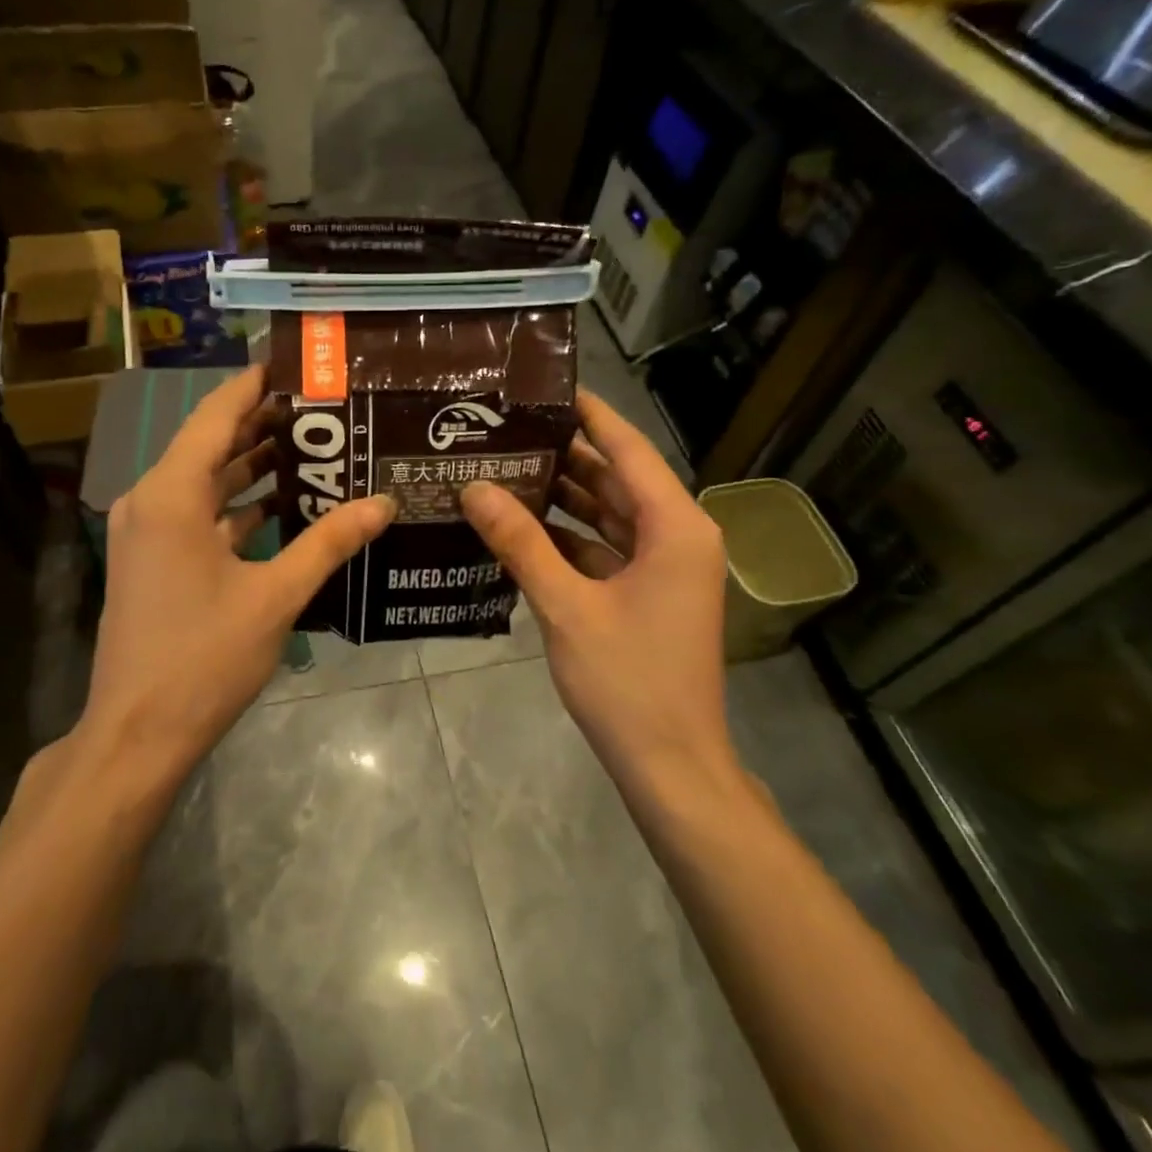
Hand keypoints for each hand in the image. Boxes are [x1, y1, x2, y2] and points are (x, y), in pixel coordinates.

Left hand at [79, 366, 394, 785]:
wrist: (139, 733)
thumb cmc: (204, 657)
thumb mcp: (275, 595)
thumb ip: (328, 542)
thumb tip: (383, 503)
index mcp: (171, 494)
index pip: (215, 415)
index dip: (253, 386)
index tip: (295, 364)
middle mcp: (151, 501)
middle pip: (208, 443)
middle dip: (260, 423)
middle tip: (319, 406)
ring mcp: (148, 533)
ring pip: (203, 481)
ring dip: (250, 465)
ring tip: (310, 447)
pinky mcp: (153, 561)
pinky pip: (197, 515)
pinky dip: (235, 505)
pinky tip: (281, 504)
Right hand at [461, 390, 739, 797]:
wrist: (670, 764)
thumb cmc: (627, 681)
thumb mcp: (566, 606)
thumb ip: (520, 542)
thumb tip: (474, 488)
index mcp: (675, 527)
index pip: (628, 450)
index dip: (590, 415)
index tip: (546, 386)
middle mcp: (677, 536)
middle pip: (616, 479)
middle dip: (564, 454)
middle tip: (506, 428)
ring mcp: (664, 567)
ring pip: (608, 515)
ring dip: (562, 497)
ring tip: (504, 467)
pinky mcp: (648, 594)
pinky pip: (605, 549)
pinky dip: (567, 538)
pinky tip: (519, 527)